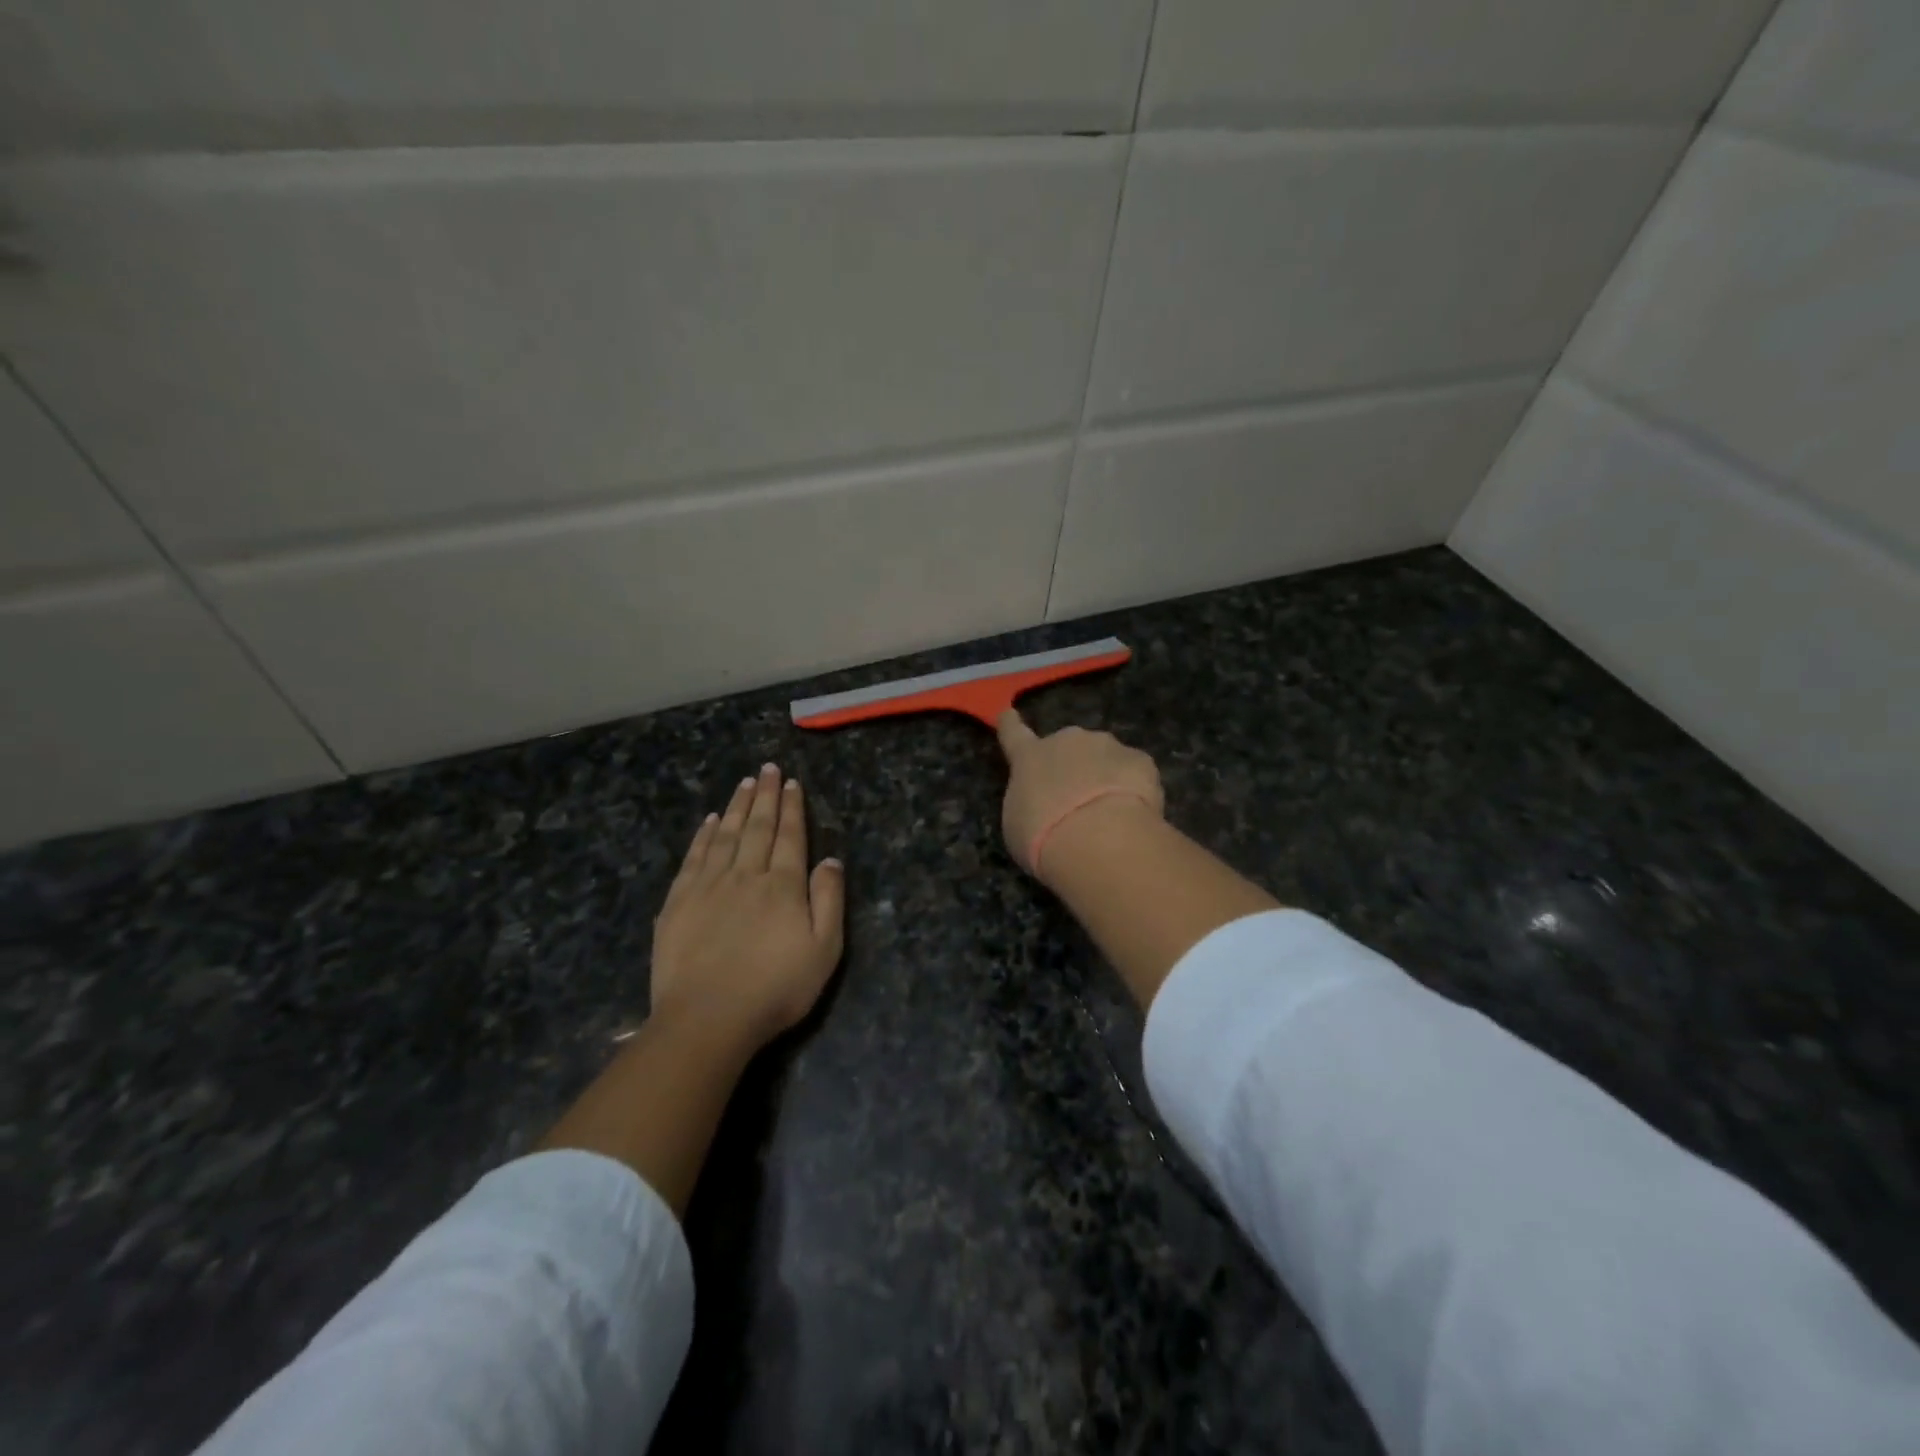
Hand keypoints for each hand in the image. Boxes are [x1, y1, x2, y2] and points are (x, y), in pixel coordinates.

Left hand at [650, 764, 844, 1052]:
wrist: (707, 1018)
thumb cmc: (775, 989)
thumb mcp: (824, 951)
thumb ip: (829, 901)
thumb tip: (832, 860)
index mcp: (783, 886)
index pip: (790, 836)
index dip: (792, 808)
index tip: (791, 783)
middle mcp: (746, 875)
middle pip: (757, 827)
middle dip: (764, 796)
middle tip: (767, 769)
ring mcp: (708, 886)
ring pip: (724, 835)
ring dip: (735, 807)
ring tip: (743, 783)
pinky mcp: (679, 902)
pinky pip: (694, 858)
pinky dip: (702, 836)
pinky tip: (708, 821)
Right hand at [995, 710, 1164, 880]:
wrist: (1099, 838)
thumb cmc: (1043, 837)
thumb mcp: (1018, 825)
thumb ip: (1029, 803)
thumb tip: (1042, 800)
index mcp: (1029, 757)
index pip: (1013, 733)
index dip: (1010, 724)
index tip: (1009, 714)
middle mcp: (1067, 741)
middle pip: (1068, 747)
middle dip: (1073, 766)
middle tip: (1076, 802)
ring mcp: (1108, 746)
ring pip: (1105, 758)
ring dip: (1105, 777)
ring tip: (1108, 815)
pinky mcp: (1141, 760)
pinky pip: (1134, 772)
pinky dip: (1134, 789)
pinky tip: (1133, 816)